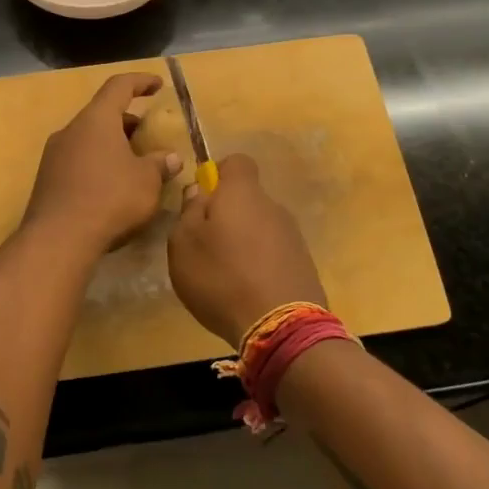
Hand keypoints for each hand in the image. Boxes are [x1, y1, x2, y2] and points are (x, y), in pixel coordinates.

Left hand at [23, 73, 180, 256]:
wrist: (58, 239)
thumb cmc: (110, 199)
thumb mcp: (147, 182)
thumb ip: (160, 165)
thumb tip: (171, 158)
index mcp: (96, 120)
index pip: (119, 86)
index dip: (141, 81)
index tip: (158, 85)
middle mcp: (71, 130)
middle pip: (102, 114)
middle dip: (128, 122)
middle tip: (149, 136)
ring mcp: (54, 155)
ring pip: (89, 139)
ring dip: (113, 145)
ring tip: (134, 165)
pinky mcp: (47, 180)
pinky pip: (78, 161)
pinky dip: (98, 164)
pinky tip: (112, 187)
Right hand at [167, 153, 326, 347]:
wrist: (281, 326)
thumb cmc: (221, 277)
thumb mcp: (184, 244)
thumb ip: (188, 211)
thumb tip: (199, 192)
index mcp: (243, 193)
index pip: (236, 162)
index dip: (218, 174)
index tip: (202, 199)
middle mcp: (273, 206)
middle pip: (247, 199)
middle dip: (227, 215)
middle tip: (206, 246)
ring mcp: (293, 236)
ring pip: (260, 227)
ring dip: (243, 242)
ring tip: (226, 276)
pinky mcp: (304, 264)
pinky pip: (274, 253)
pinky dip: (260, 264)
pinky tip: (247, 292)